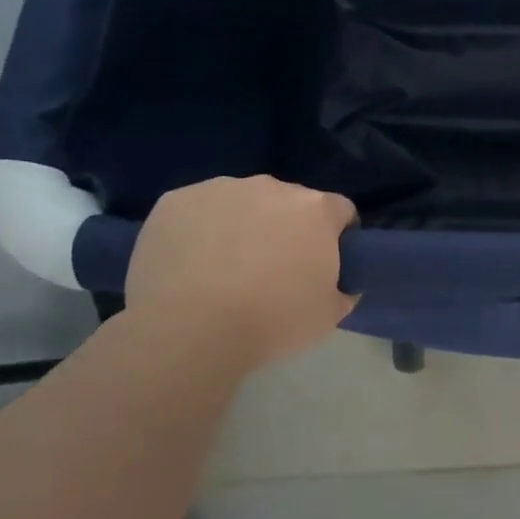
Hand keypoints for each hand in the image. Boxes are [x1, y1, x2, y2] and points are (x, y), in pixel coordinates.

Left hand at [125, 176, 357, 362]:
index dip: (337, 236)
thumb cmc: (270, 322)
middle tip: (273, 270)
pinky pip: (199, 210)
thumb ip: (344, 289)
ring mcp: (220, 189)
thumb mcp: (328, 315)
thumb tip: (341, 284)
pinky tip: (191, 264)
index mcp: (316, 209)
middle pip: (290, 203)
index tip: (324, 264)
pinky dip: (201, 230)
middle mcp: (271, 187)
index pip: (340, 211)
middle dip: (287, 228)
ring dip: (243, 225)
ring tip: (225, 269)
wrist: (186, 331)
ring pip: (242, 203)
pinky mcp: (176, 201)